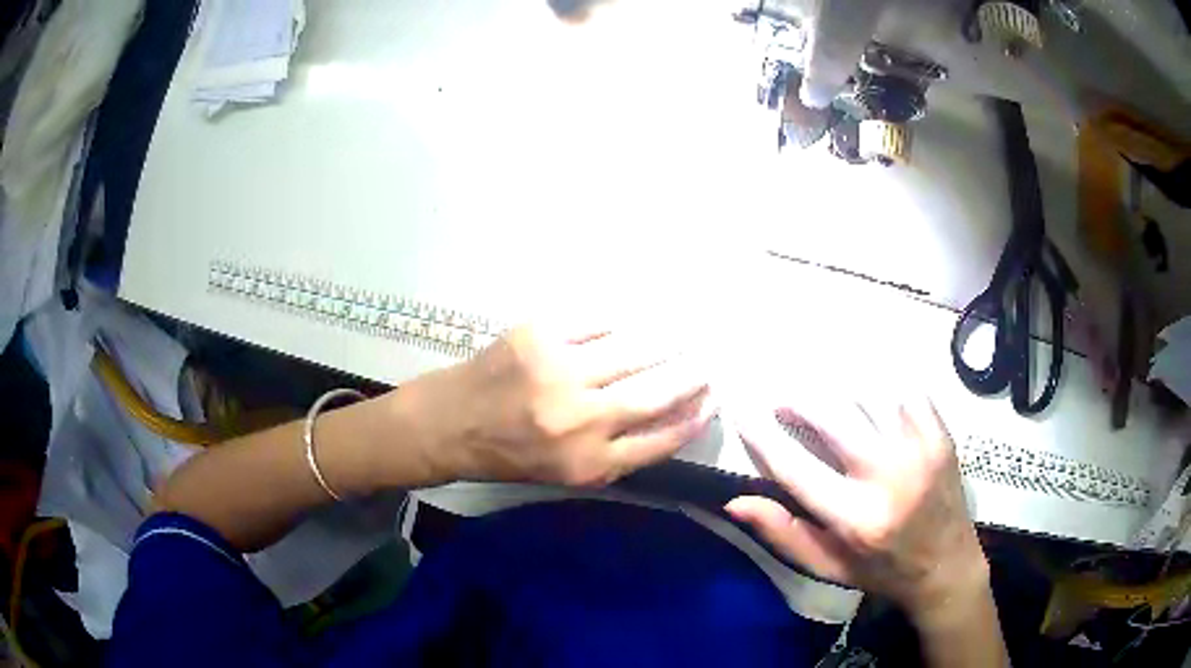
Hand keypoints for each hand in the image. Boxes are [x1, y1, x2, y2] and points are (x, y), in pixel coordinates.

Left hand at [407, 326, 712, 486]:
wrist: (452, 422)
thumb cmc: (513, 454)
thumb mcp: (571, 474)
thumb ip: (624, 453)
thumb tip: (677, 415)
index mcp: (589, 463)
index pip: (662, 437)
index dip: (696, 415)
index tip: (714, 397)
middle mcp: (579, 419)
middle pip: (657, 391)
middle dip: (693, 372)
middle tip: (710, 358)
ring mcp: (558, 371)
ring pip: (635, 349)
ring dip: (668, 340)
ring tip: (686, 334)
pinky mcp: (539, 334)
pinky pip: (598, 321)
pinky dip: (623, 320)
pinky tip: (638, 319)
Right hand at [724, 397, 987, 618]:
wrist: (947, 566)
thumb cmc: (880, 571)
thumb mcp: (826, 566)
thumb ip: (782, 533)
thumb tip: (734, 501)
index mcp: (856, 519)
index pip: (795, 467)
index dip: (762, 436)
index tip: (742, 412)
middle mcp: (889, 477)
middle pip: (832, 415)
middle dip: (797, 399)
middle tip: (782, 401)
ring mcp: (920, 449)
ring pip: (867, 394)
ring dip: (836, 392)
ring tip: (821, 399)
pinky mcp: (940, 434)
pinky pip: (903, 392)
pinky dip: (879, 389)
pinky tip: (868, 401)